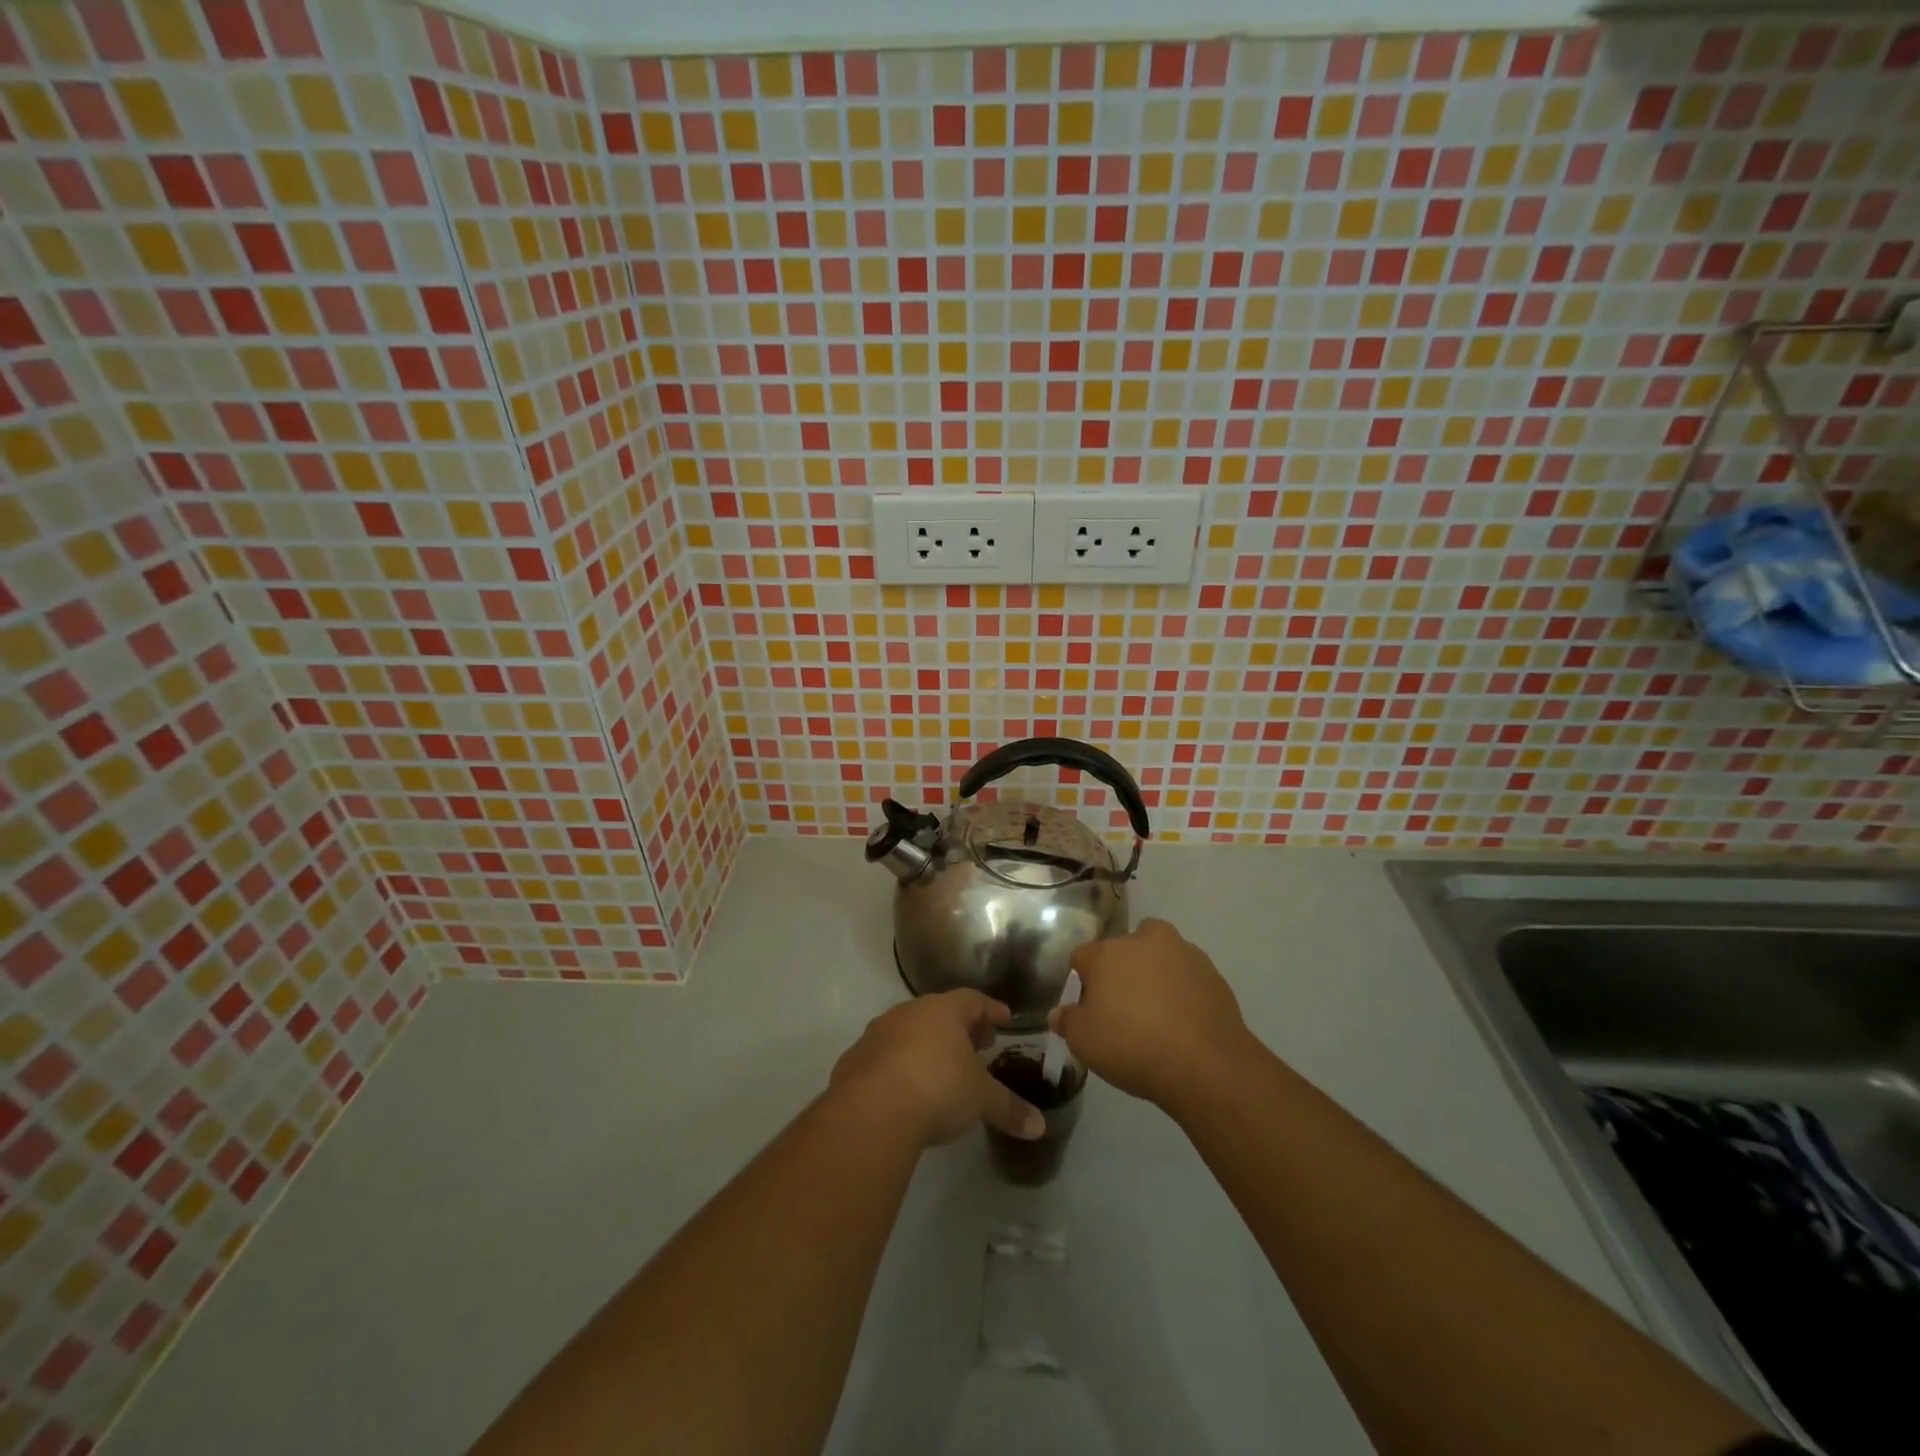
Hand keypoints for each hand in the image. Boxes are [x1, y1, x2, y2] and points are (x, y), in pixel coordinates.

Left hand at [830, 990, 1045, 1148]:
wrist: (871, 1111)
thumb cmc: (937, 1089)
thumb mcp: (981, 1100)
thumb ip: (1010, 1109)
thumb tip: (1040, 1126)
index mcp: (943, 1011)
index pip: (973, 1000)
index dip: (991, 1010)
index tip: (1005, 1019)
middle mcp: (908, 1013)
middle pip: (939, 1013)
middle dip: (960, 1028)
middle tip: (978, 1044)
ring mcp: (877, 1034)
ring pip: (908, 1031)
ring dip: (926, 1045)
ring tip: (942, 1067)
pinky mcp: (854, 1060)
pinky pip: (883, 1056)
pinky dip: (898, 1065)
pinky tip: (905, 1089)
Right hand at [1052, 917, 1255, 1108]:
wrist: (1205, 1064)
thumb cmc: (1132, 1046)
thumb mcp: (1084, 1042)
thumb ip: (1068, 1022)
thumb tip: (1060, 1013)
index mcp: (1107, 952)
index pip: (1082, 956)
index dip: (1082, 981)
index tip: (1087, 1007)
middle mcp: (1143, 941)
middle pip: (1124, 947)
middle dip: (1121, 968)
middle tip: (1123, 1005)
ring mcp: (1182, 953)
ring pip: (1159, 955)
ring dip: (1155, 973)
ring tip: (1157, 1012)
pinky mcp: (1212, 973)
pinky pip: (1187, 976)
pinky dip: (1182, 990)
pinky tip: (1182, 1021)